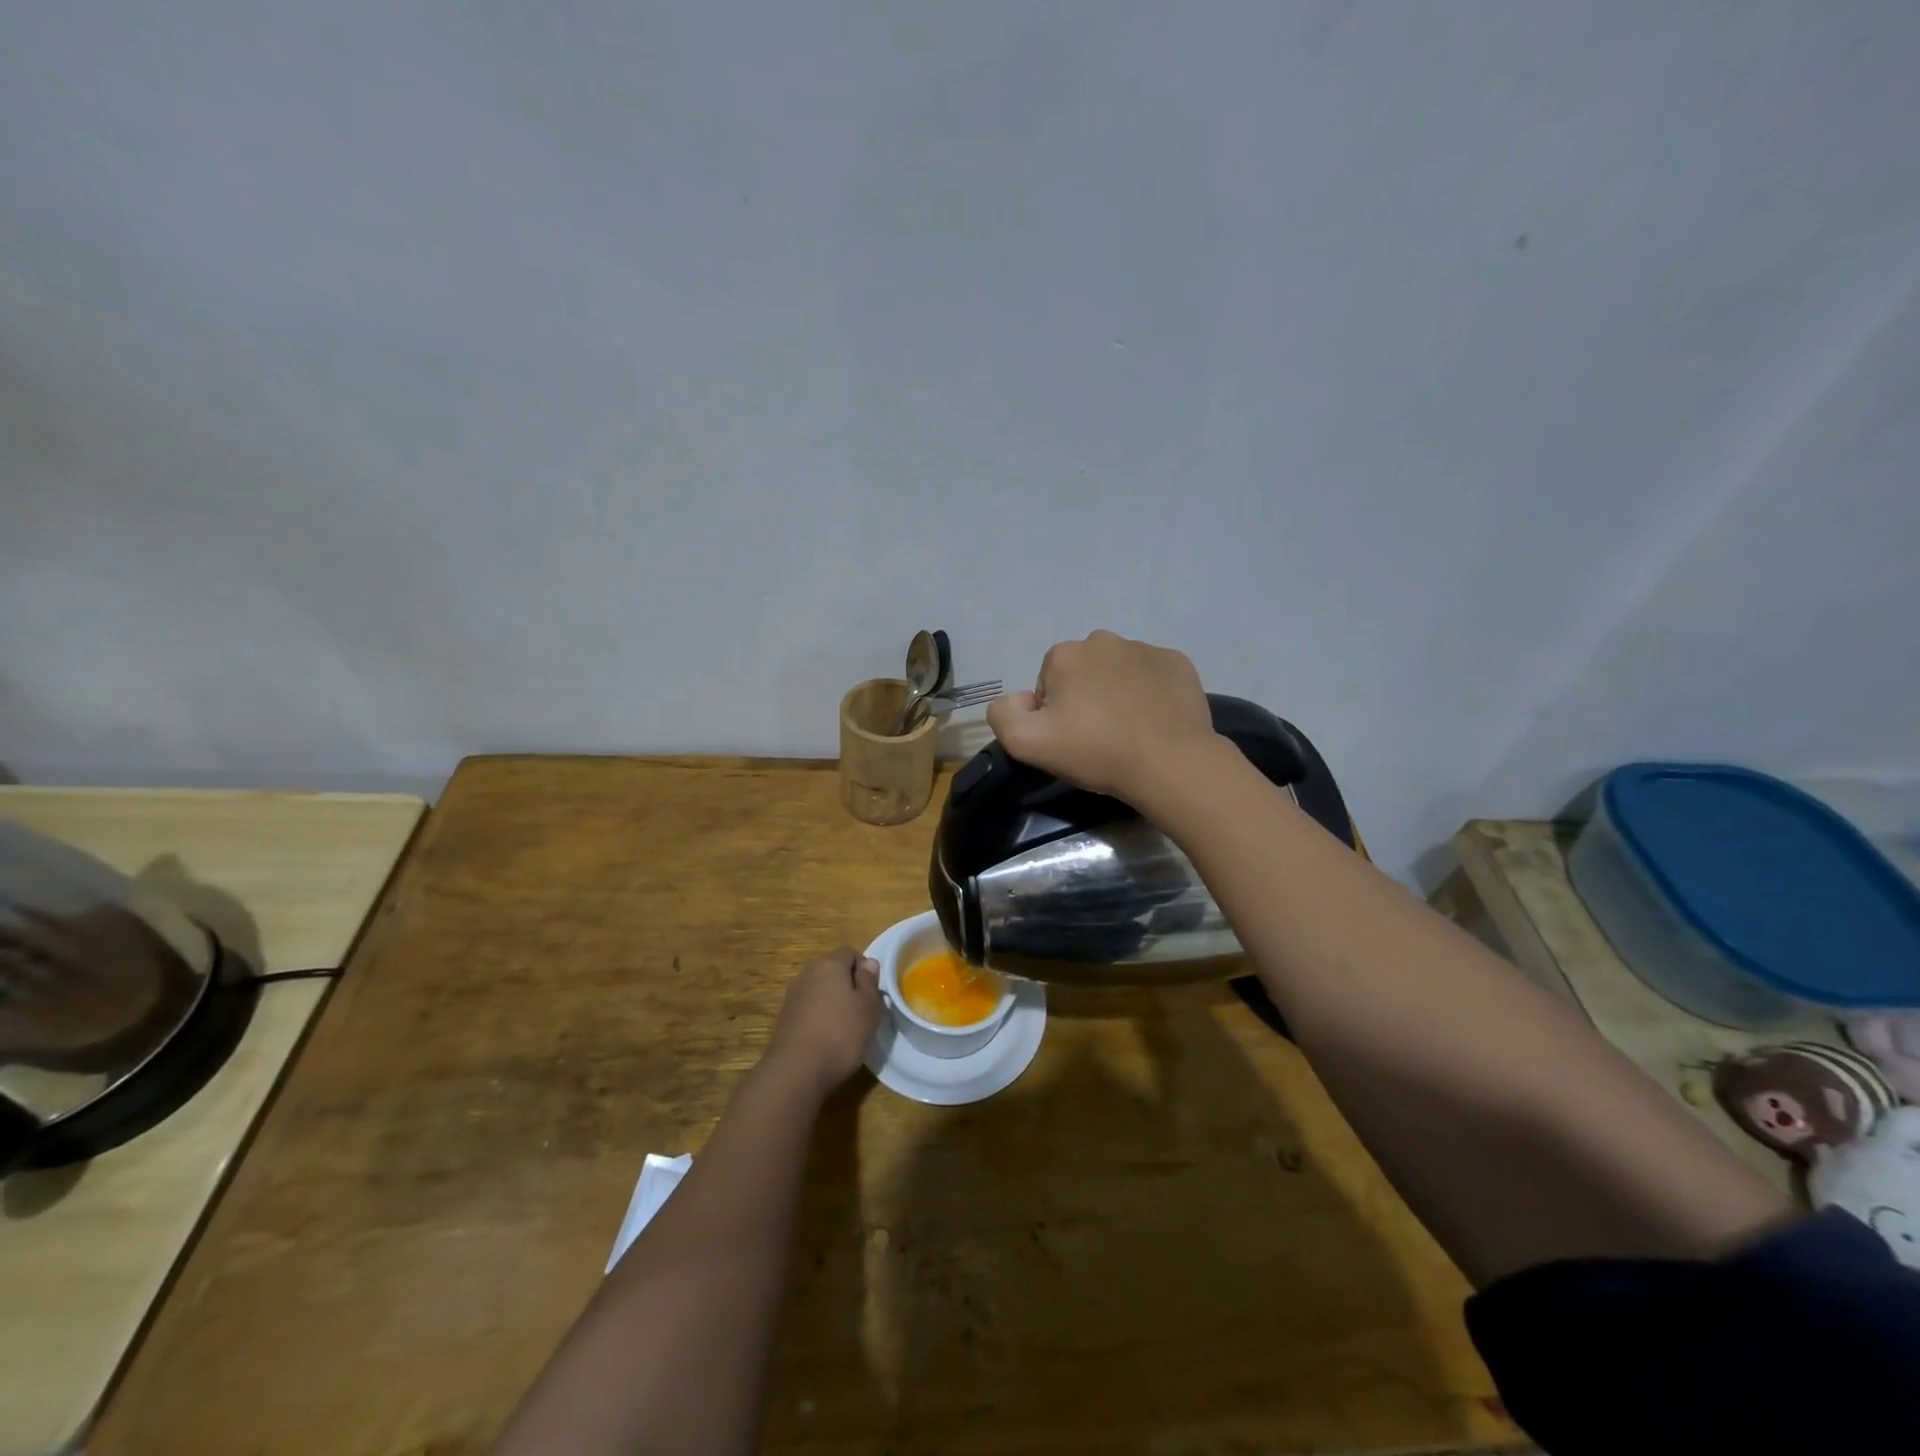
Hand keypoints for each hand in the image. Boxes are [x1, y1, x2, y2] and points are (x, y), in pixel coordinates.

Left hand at [764, 946, 882, 1096]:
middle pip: (832, 970)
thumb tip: (869, 963)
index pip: (850, 952)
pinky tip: (826, 1039)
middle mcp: (807, 973)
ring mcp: (792, 996)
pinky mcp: (784, 1018)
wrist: (796, 1071)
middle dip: (848, 985)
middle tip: (862, 1010)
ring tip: (845, 1027)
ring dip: (832, 1002)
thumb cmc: (841, 1034)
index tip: (872, 992)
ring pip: (819, 990)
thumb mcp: (869, 1007)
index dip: (864, 968)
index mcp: (829, 964)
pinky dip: (818, 1017)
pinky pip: (808, 1008)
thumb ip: (870, 981)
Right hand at [986, 631, 1222, 803]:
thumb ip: (1002, 714)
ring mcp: (1145, 649)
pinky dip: (1150, 693)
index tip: (1070, 739)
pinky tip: (1154, 722)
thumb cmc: (1095, 751)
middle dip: (1085, 698)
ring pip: (1118, 672)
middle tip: (1098, 737)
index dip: (1054, 714)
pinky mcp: (1178, 663)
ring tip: (1129, 731)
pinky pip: (1153, 675)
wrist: (1169, 762)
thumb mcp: (1026, 743)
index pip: (1047, 683)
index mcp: (1065, 654)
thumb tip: (1020, 699)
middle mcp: (1103, 640)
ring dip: (1117, 694)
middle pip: (1082, 673)